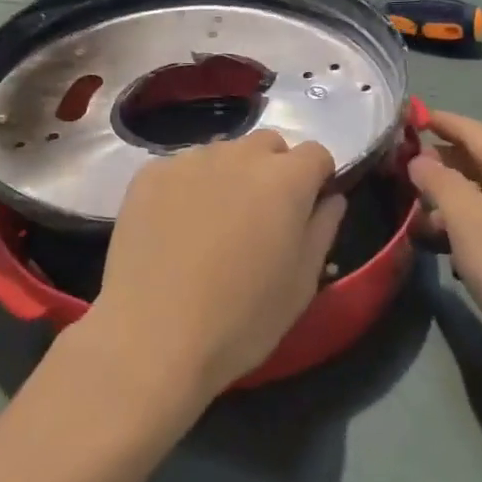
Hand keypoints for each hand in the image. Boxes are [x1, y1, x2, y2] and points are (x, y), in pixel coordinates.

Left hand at [80, 130, 345, 404]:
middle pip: (268, 145)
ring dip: (229, 176)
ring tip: (212, 225)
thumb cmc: (240, 319)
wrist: (152, 336)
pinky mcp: (150, 173)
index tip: (306, 211)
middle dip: (273, 171)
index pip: (316, 153)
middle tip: (260, 219)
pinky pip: (181, 168)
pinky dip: (186, 188)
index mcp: (285, 179)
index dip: (316, 180)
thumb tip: (330, 198)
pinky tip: (174, 229)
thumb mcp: (301, 285)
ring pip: (223, 153)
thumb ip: (322, 230)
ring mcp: (190, 159)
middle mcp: (239, 154)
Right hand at [409, 111, 481, 375]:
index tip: (407, 117)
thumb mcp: (466, 219)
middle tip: (404, 173)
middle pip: (480, 158)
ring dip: (454, 200)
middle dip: (441, 163)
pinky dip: (474, 222)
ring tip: (422, 220)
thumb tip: (420, 158)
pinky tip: (457, 250)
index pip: (470, 128)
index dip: (438, 120)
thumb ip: (439, 181)